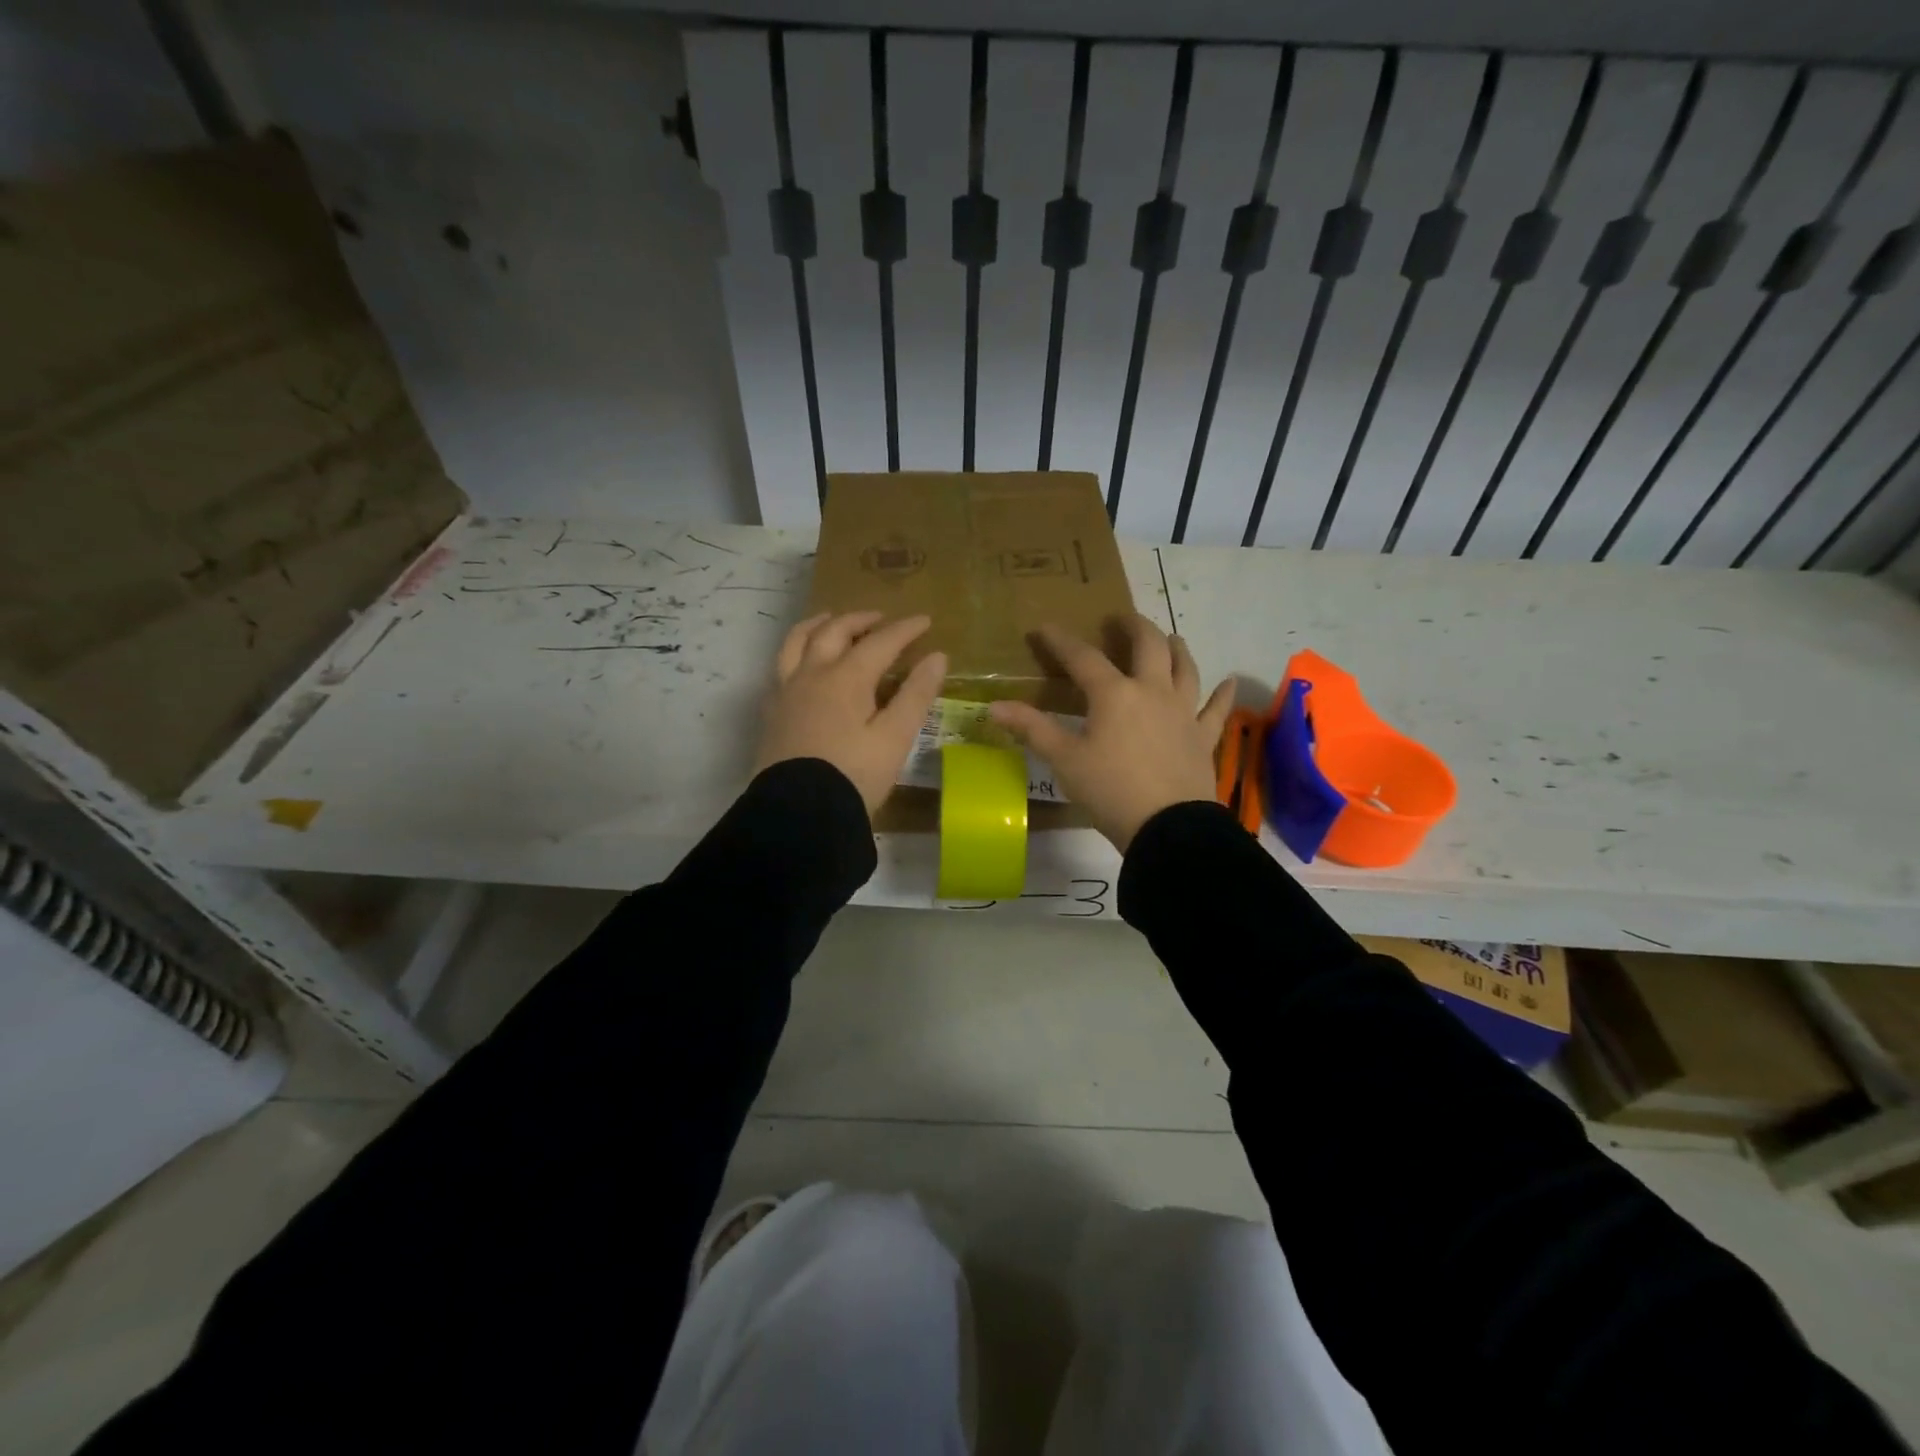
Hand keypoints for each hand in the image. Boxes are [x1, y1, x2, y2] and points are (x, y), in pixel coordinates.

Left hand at [755, 611, 946, 815]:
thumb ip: (916, 694)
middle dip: (860, 620)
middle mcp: (812, 674)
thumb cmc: (854, 775)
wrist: (799, 813)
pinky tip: (803, 664)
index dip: (904, 630)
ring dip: (818, 625)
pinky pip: (781, 667)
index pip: (880, 642)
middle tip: (880, 618)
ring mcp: (786, 692)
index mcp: (846, 678)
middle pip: (834, 632)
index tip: (925, 620)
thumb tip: (937, 656)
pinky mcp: (772, 712)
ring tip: (831, 621)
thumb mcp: (895, 737)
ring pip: (797, 642)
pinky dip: (797, 652)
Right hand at [990, 614, 1234, 852]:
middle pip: (1148, 646)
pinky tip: (1228, 682)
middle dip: (1133, 627)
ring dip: (1176, 648)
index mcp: (1114, 694)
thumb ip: (1032, 729)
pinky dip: (1222, 695)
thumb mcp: (1064, 760)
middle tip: (1122, 618)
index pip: (1083, 657)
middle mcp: (1152, 691)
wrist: (1168, 827)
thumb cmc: (1110, 790)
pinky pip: (1216, 709)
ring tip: (1171, 637)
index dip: (1061, 641)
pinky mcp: (1204, 736)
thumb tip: (993, 706)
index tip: (1044, 628)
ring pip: (1185, 668)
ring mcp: (1184, 712)